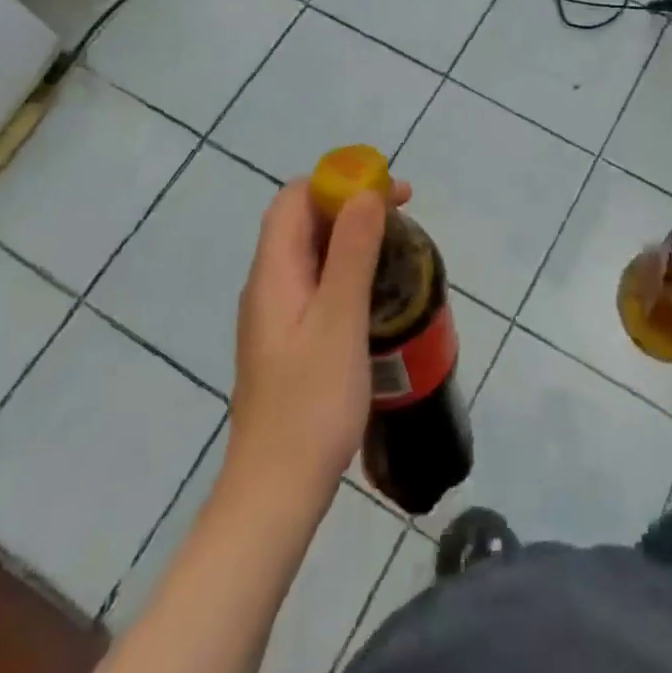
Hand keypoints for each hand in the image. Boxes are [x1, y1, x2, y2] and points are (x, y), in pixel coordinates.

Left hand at [224, 176, 410, 509]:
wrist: (276, 490)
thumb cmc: (311, 402)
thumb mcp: (339, 320)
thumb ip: (352, 253)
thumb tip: (365, 193)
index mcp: (273, 273)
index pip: (294, 199)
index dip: (336, 181)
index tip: (385, 189)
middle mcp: (269, 286)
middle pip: (302, 222)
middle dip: (350, 205)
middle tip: (402, 214)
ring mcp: (277, 315)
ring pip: (312, 253)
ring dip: (352, 236)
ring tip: (397, 245)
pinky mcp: (289, 340)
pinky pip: (317, 283)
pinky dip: (347, 268)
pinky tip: (376, 290)